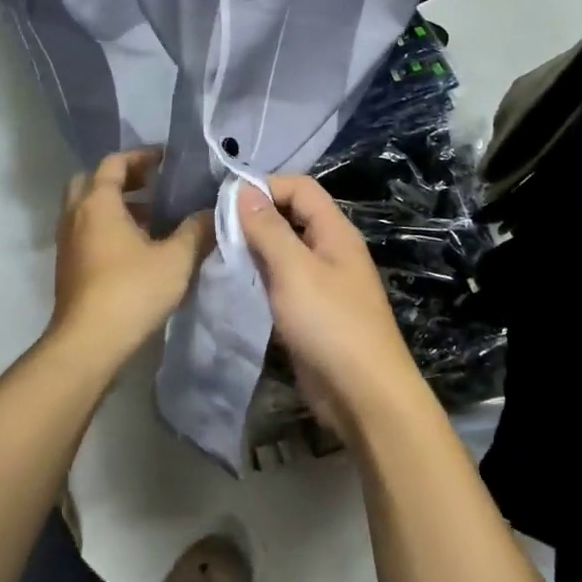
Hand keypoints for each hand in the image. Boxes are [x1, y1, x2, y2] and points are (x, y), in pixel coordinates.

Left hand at [48, 147, 213, 364]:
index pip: (114, 163)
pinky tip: (138, 248)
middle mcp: (75, 215)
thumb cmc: (131, 291)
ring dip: (116, 205)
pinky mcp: (68, 266)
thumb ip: (197, 230)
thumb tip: (214, 212)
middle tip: (153, 184)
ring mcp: (68, 242)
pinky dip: (108, 228)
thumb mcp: (175, 259)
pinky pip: (87, 232)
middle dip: (123, 178)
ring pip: (88, 209)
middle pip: (93, 181)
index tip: (166, 159)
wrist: (88, 343)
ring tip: (152, 217)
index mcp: (97, 202)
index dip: (141, 156)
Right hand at [236, 175, 425, 440]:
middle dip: (257, 216)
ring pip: (286, 249)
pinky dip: (262, 275)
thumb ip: (269, 229)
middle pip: (292, 215)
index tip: (226, 201)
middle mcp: (331, 249)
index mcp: (335, 231)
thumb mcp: (294, 270)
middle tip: (217, 228)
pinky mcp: (313, 310)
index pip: (300, 187)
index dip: (265, 186)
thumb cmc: (330, 324)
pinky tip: (238, 283)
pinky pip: (284, 280)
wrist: (364, 395)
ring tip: (221, 252)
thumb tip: (243, 189)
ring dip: (256, 247)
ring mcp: (323, 281)